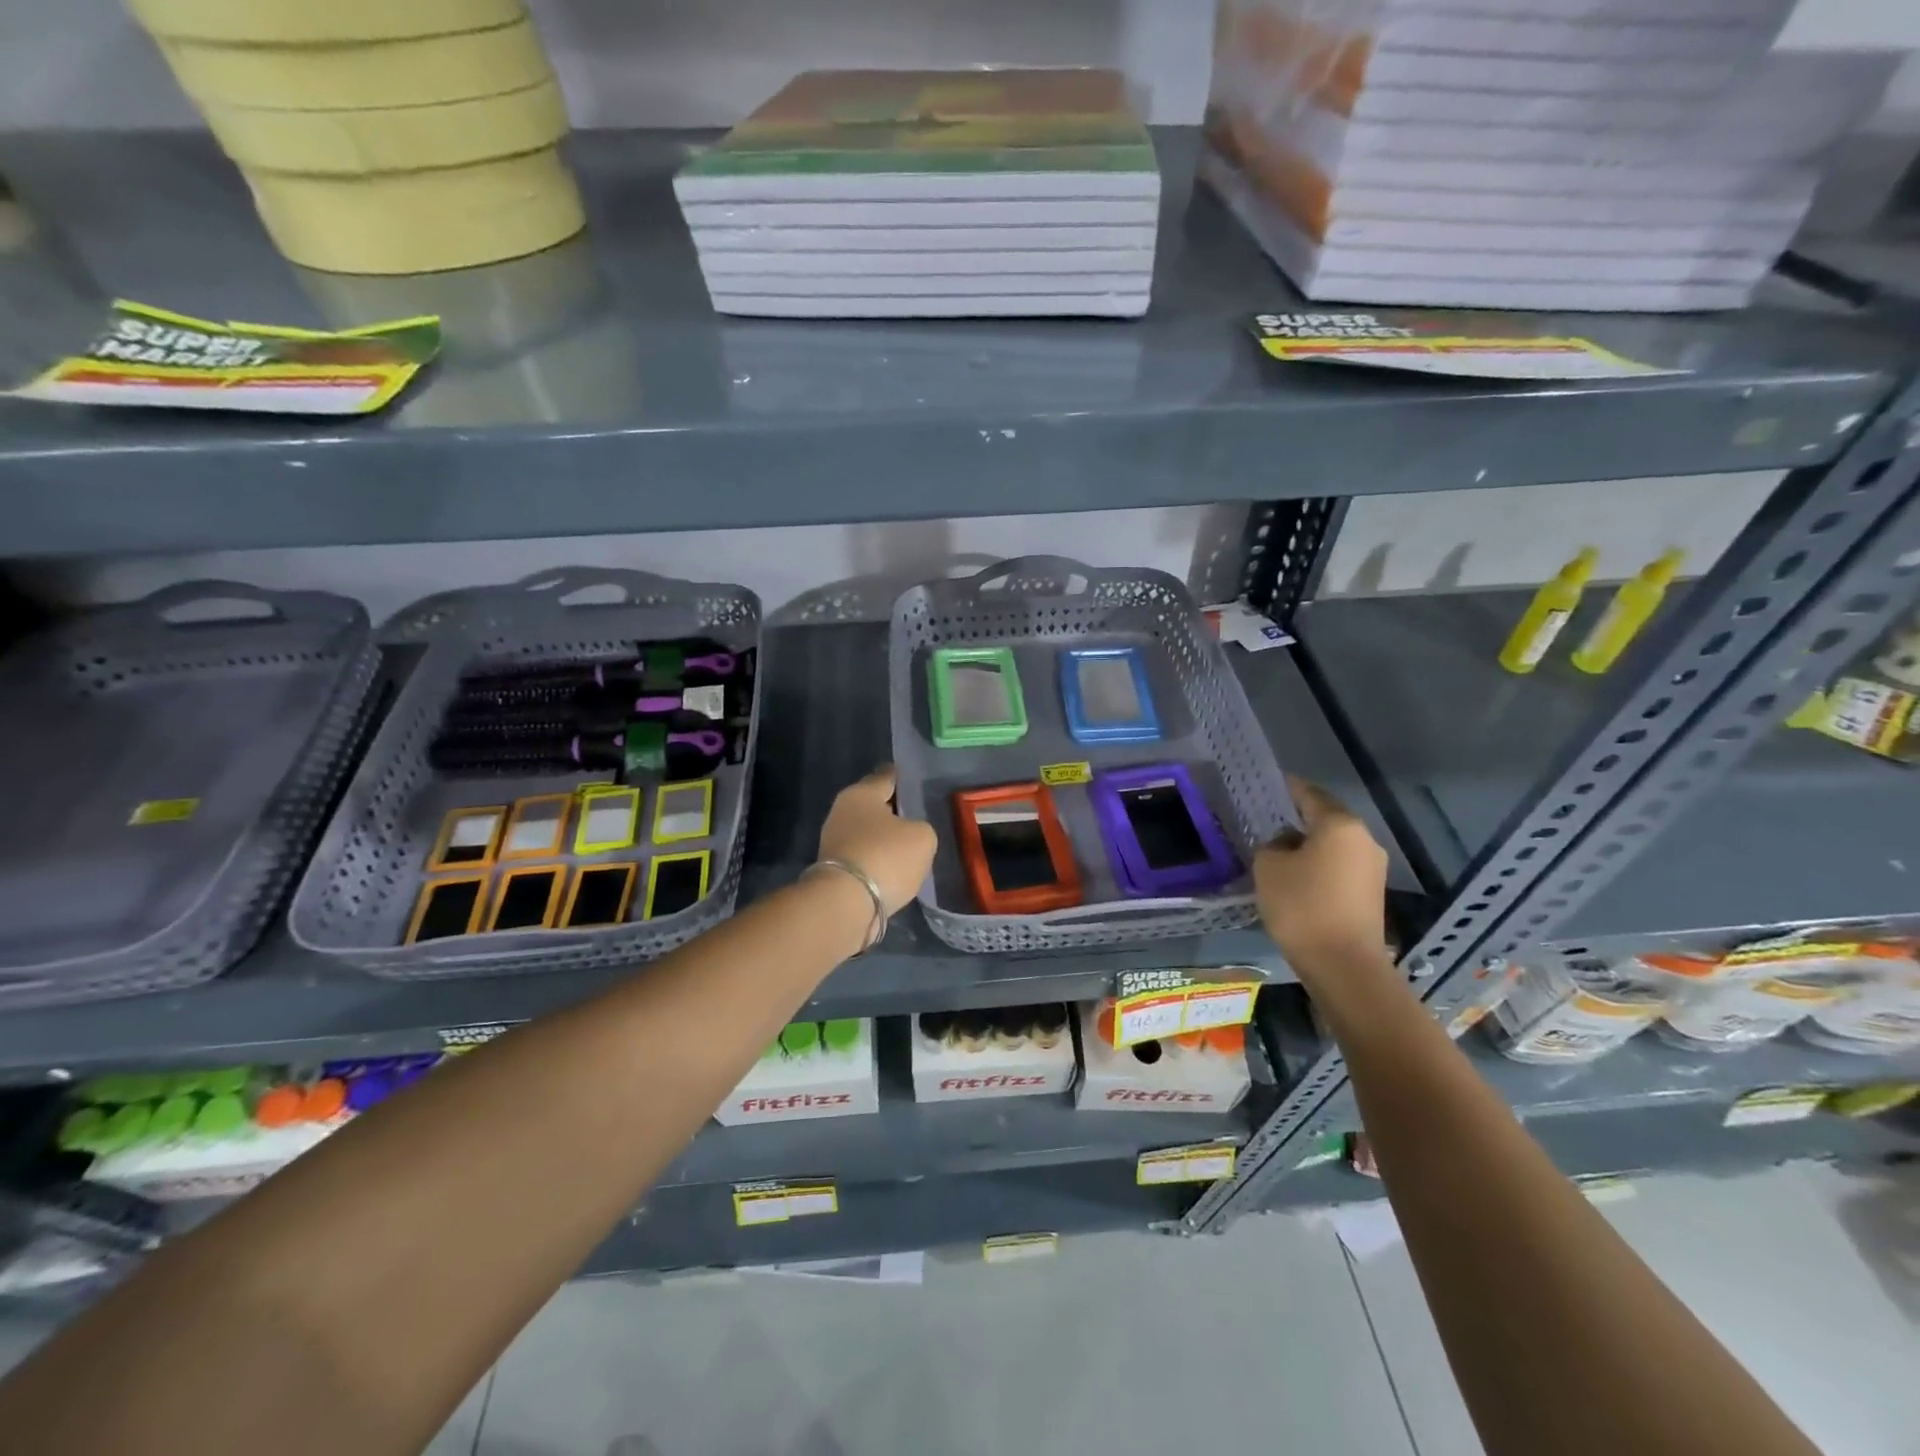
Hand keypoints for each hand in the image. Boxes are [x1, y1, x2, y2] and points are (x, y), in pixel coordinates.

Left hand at [816, 766, 937, 916]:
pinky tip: (895, 869)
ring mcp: (834, 842)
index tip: (916, 780)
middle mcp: (842, 811)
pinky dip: (878, 861)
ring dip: (885, 839)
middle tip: (918, 817)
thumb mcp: (923, 837)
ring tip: (910, 847)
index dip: (903, 778)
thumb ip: (921, 828)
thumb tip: (910, 835)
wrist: (846, 904)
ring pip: (868, 833)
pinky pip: (864, 857)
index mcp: (861, 793)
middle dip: (894, 810)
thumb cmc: (885, 857)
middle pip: (874, 806)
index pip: (886, 776)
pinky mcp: (835, 870)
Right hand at [1254, 778, 1388, 973]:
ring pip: (1334, 846)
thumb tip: (1286, 846)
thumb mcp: (1268, 867)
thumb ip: (1272, 846)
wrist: (1344, 965)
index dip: (1288, 788)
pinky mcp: (1371, 894)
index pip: (1309, 794)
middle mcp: (1363, 840)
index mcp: (1339, 824)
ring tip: (1279, 852)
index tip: (1270, 784)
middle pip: (1326, 819)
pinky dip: (1320, 867)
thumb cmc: (1302, 906)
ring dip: (1309, 846)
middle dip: (1299, 819)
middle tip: (1269, 820)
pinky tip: (1298, 878)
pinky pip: (1340, 868)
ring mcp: (1372, 868)